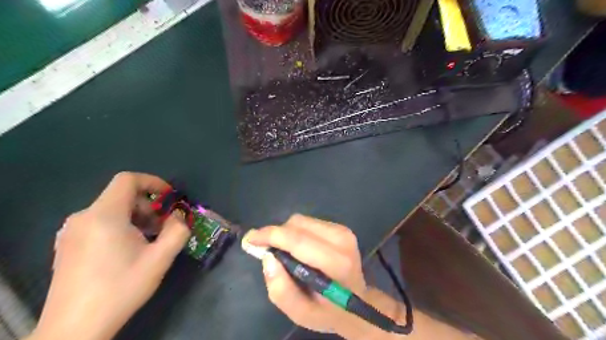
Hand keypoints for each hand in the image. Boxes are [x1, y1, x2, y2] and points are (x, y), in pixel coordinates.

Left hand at [31, 173, 189, 339]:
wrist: (74, 329)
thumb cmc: (121, 288)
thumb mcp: (159, 259)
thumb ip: (177, 231)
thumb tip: (179, 216)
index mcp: (104, 216)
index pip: (127, 180)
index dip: (153, 182)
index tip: (169, 198)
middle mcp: (83, 217)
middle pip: (121, 196)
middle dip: (148, 206)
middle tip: (163, 227)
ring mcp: (71, 232)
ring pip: (111, 210)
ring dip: (136, 218)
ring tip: (149, 240)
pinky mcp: (67, 245)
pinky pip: (99, 223)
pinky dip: (120, 226)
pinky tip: (128, 250)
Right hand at [243, 216, 366, 334]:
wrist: (357, 301)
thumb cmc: (328, 310)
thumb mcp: (301, 313)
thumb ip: (281, 289)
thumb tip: (267, 258)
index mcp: (336, 263)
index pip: (298, 240)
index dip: (271, 236)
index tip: (250, 239)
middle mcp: (341, 240)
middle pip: (297, 225)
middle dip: (276, 235)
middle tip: (266, 251)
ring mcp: (343, 231)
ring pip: (301, 221)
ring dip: (286, 233)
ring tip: (283, 252)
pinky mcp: (340, 227)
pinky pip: (308, 222)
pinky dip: (296, 232)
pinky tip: (298, 248)